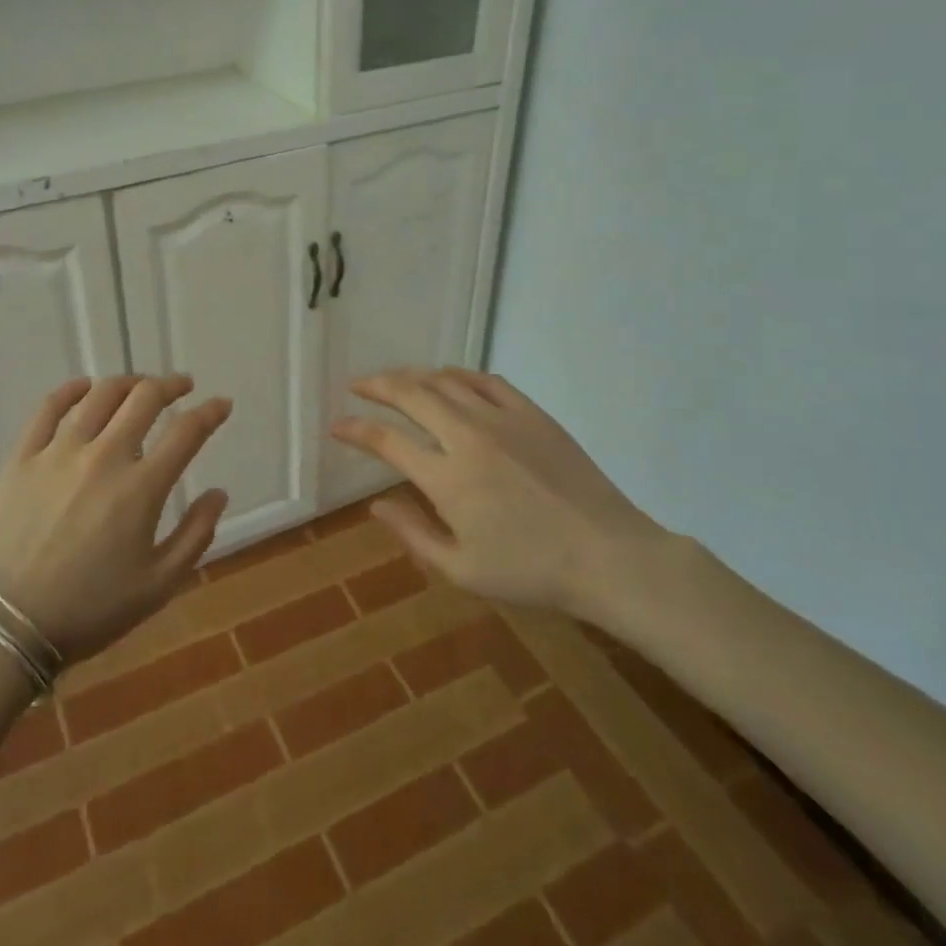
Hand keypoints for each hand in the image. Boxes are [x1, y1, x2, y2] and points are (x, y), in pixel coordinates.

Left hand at [0, 375, 231, 662]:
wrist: (9, 625)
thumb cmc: (90, 609)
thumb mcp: (159, 585)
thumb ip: (196, 535)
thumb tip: (218, 493)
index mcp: (141, 488)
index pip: (186, 432)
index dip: (210, 412)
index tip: (221, 404)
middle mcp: (103, 457)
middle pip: (144, 399)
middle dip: (170, 386)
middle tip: (181, 387)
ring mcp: (59, 452)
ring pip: (100, 395)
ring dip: (128, 383)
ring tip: (139, 386)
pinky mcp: (23, 457)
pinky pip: (48, 408)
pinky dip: (71, 390)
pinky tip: (85, 387)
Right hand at [330, 368, 668, 624]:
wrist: (607, 556)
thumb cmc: (531, 572)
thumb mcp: (462, 570)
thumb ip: (413, 534)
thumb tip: (376, 504)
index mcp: (447, 478)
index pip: (387, 441)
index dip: (356, 430)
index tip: (337, 426)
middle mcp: (467, 437)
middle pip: (411, 395)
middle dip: (377, 386)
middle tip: (358, 385)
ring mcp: (502, 419)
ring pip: (446, 381)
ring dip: (413, 375)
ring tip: (396, 379)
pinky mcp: (532, 413)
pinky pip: (487, 380)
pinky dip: (460, 374)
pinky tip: (449, 377)